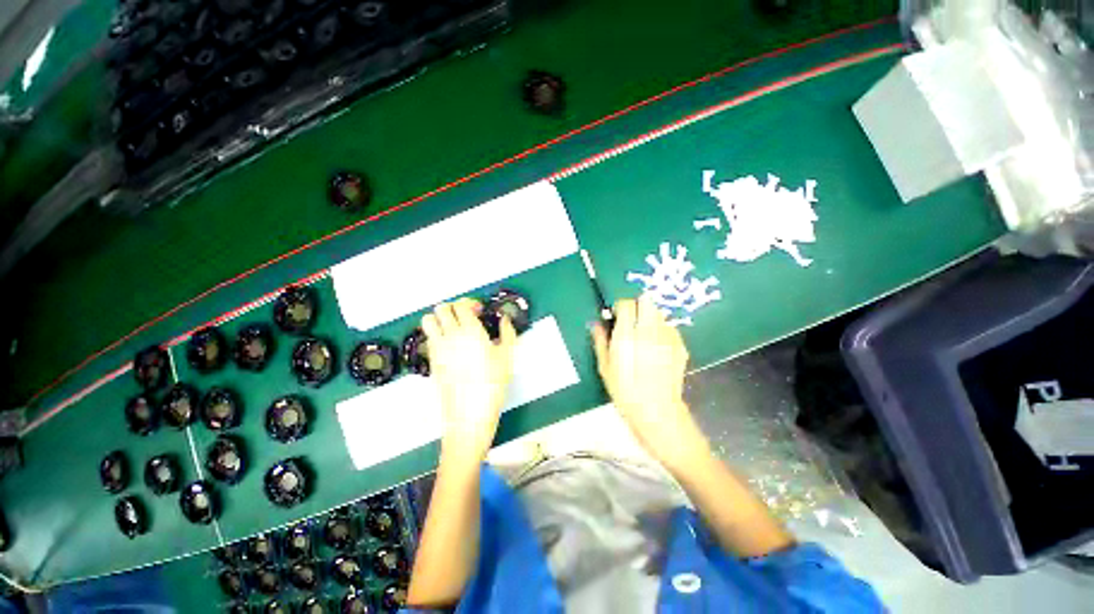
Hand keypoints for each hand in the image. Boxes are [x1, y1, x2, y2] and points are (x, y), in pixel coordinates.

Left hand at [422, 298, 516, 460]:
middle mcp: (450, 336)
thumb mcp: (507, 357)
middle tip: (466, 316)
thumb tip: (505, 320)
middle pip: (441, 309)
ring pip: (428, 321)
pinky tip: (450, 345)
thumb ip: (507, 333)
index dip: (470, 303)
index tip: (479, 310)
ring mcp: (437, 348)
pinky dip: (436, 334)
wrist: (469, 412)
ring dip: (439, 318)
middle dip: (453, 307)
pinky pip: (428, 338)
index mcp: (470, 331)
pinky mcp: (431, 361)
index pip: (461, 305)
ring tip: (453, 327)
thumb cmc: (492, 383)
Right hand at [591, 295, 703, 465]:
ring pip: (659, 313)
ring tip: (644, 335)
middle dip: (637, 306)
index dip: (620, 307)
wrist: (658, 412)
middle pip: (647, 300)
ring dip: (650, 317)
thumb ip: (600, 341)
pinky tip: (657, 347)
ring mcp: (668, 338)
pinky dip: (662, 331)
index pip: (626, 304)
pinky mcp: (681, 345)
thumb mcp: (605, 368)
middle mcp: (650, 331)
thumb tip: (596, 324)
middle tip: (631, 322)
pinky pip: (670, 328)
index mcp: (628, 336)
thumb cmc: (625, 392)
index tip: (616, 317)